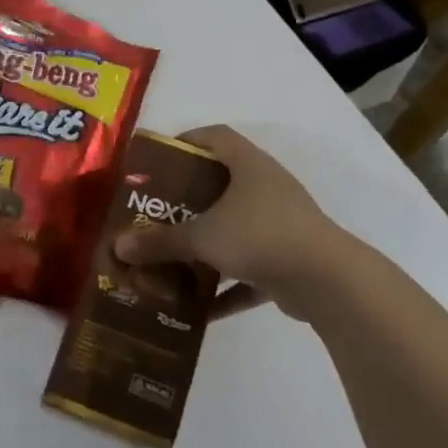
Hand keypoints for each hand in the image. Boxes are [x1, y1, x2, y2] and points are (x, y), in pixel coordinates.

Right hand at [112, 125, 355, 318]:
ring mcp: (282, 224)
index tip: (158, 161)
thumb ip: (160, 242)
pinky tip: (200, 310)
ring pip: (235, 230)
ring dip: (206, 248)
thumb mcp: (203, 237)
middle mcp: (267, 188)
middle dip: (188, 203)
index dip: (186, 141)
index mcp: (249, 166)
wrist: (328, 280)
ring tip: (172, 262)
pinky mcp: (290, 260)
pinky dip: (228, 287)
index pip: (215, 136)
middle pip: (221, 185)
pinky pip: (250, 270)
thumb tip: (119, 246)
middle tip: (155, 215)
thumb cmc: (260, 236)